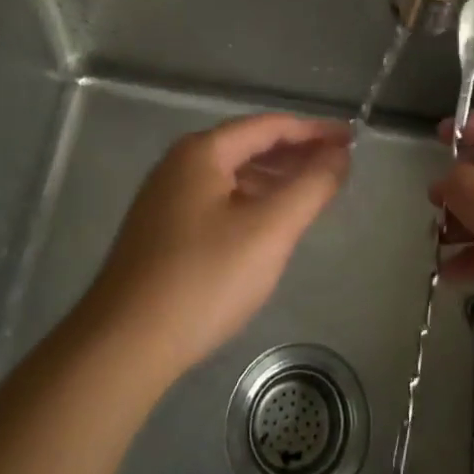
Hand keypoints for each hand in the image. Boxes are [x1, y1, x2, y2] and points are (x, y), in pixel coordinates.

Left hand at [84, 114, 349, 383]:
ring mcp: (166, 198)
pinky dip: (251, 200)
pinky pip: (218, 199)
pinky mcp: (161, 231)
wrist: (122, 346)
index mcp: (202, 151)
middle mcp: (180, 164)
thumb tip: (339, 155)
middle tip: (338, 164)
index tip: (351, 140)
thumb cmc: (203, 278)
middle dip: (296, 153)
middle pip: (249, 146)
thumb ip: (311, 186)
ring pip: (233, 175)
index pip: (270, 126)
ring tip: (312, 191)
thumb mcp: (269, 230)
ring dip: (275, 178)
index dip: (314, 131)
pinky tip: (268, 223)